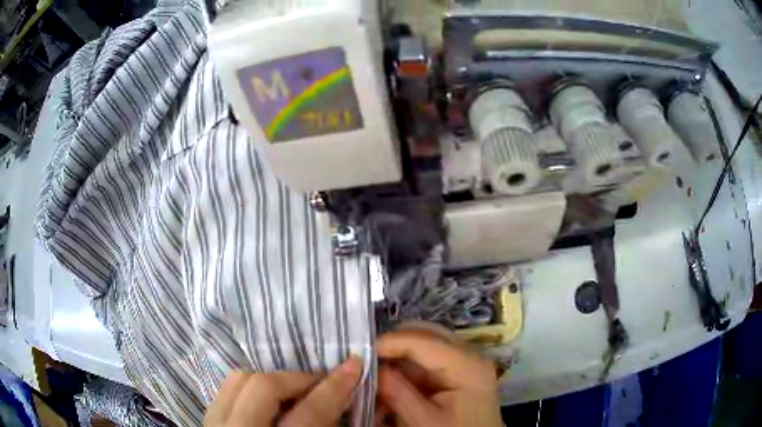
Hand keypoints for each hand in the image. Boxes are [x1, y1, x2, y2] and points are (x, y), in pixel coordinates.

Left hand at [205, 356, 361, 426]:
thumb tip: (341, 402)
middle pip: (263, 388)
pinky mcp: (207, 422)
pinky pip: (226, 391)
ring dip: (272, 381)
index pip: (307, 415)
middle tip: (322, 384)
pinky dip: (250, 388)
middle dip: (299, 379)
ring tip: (295, 393)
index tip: (355, 366)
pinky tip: (269, 402)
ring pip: (238, 382)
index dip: (334, 388)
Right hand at [375, 329, 501, 426]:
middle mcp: (470, 356)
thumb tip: (370, 367)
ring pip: (425, 348)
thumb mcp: (422, 421)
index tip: (359, 352)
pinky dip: (407, 372)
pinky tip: (392, 386)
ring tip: (376, 377)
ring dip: (399, 360)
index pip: (423, 340)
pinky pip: (428, 363)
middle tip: (367, 361)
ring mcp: (465, 364)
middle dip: (394, 346)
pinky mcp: (459, 374)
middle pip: (426, 335)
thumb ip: (397, 392)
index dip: (389, 342)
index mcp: (467, 365)